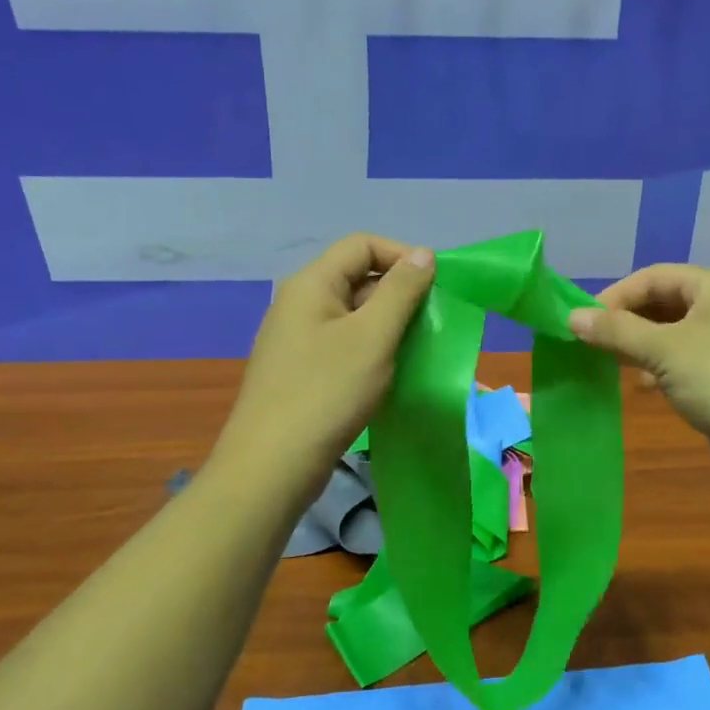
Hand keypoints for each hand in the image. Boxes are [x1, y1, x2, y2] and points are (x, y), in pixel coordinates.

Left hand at [213, 235, 435, 499]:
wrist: (272, 465)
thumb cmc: (327, 392)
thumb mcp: (373, 336)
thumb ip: (401, 291)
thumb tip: (423, 255)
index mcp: (312, 284)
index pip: (362, 245)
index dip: (402, 256)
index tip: (436, 286)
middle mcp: (300, 304)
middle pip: (357, 278)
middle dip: (399, 294)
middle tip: (432, 324)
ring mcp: (298, 340)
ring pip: (354, 316)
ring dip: (389, 326)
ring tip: (417, 351)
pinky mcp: (302, 372)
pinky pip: (344, 346)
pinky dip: (372, 351)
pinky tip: (391, 375)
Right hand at [567, 264, 709, 497]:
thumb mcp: (664, 351)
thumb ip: (617, 331)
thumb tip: (572, 316)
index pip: (653, 277)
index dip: (615, 296)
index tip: (581, 322)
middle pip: (662, 303)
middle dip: (626, 322)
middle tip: (592, 345)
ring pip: (671, 334)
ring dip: (640, 347)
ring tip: (612, 365)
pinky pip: (684, 360)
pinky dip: (659, 368)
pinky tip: (644, 386)